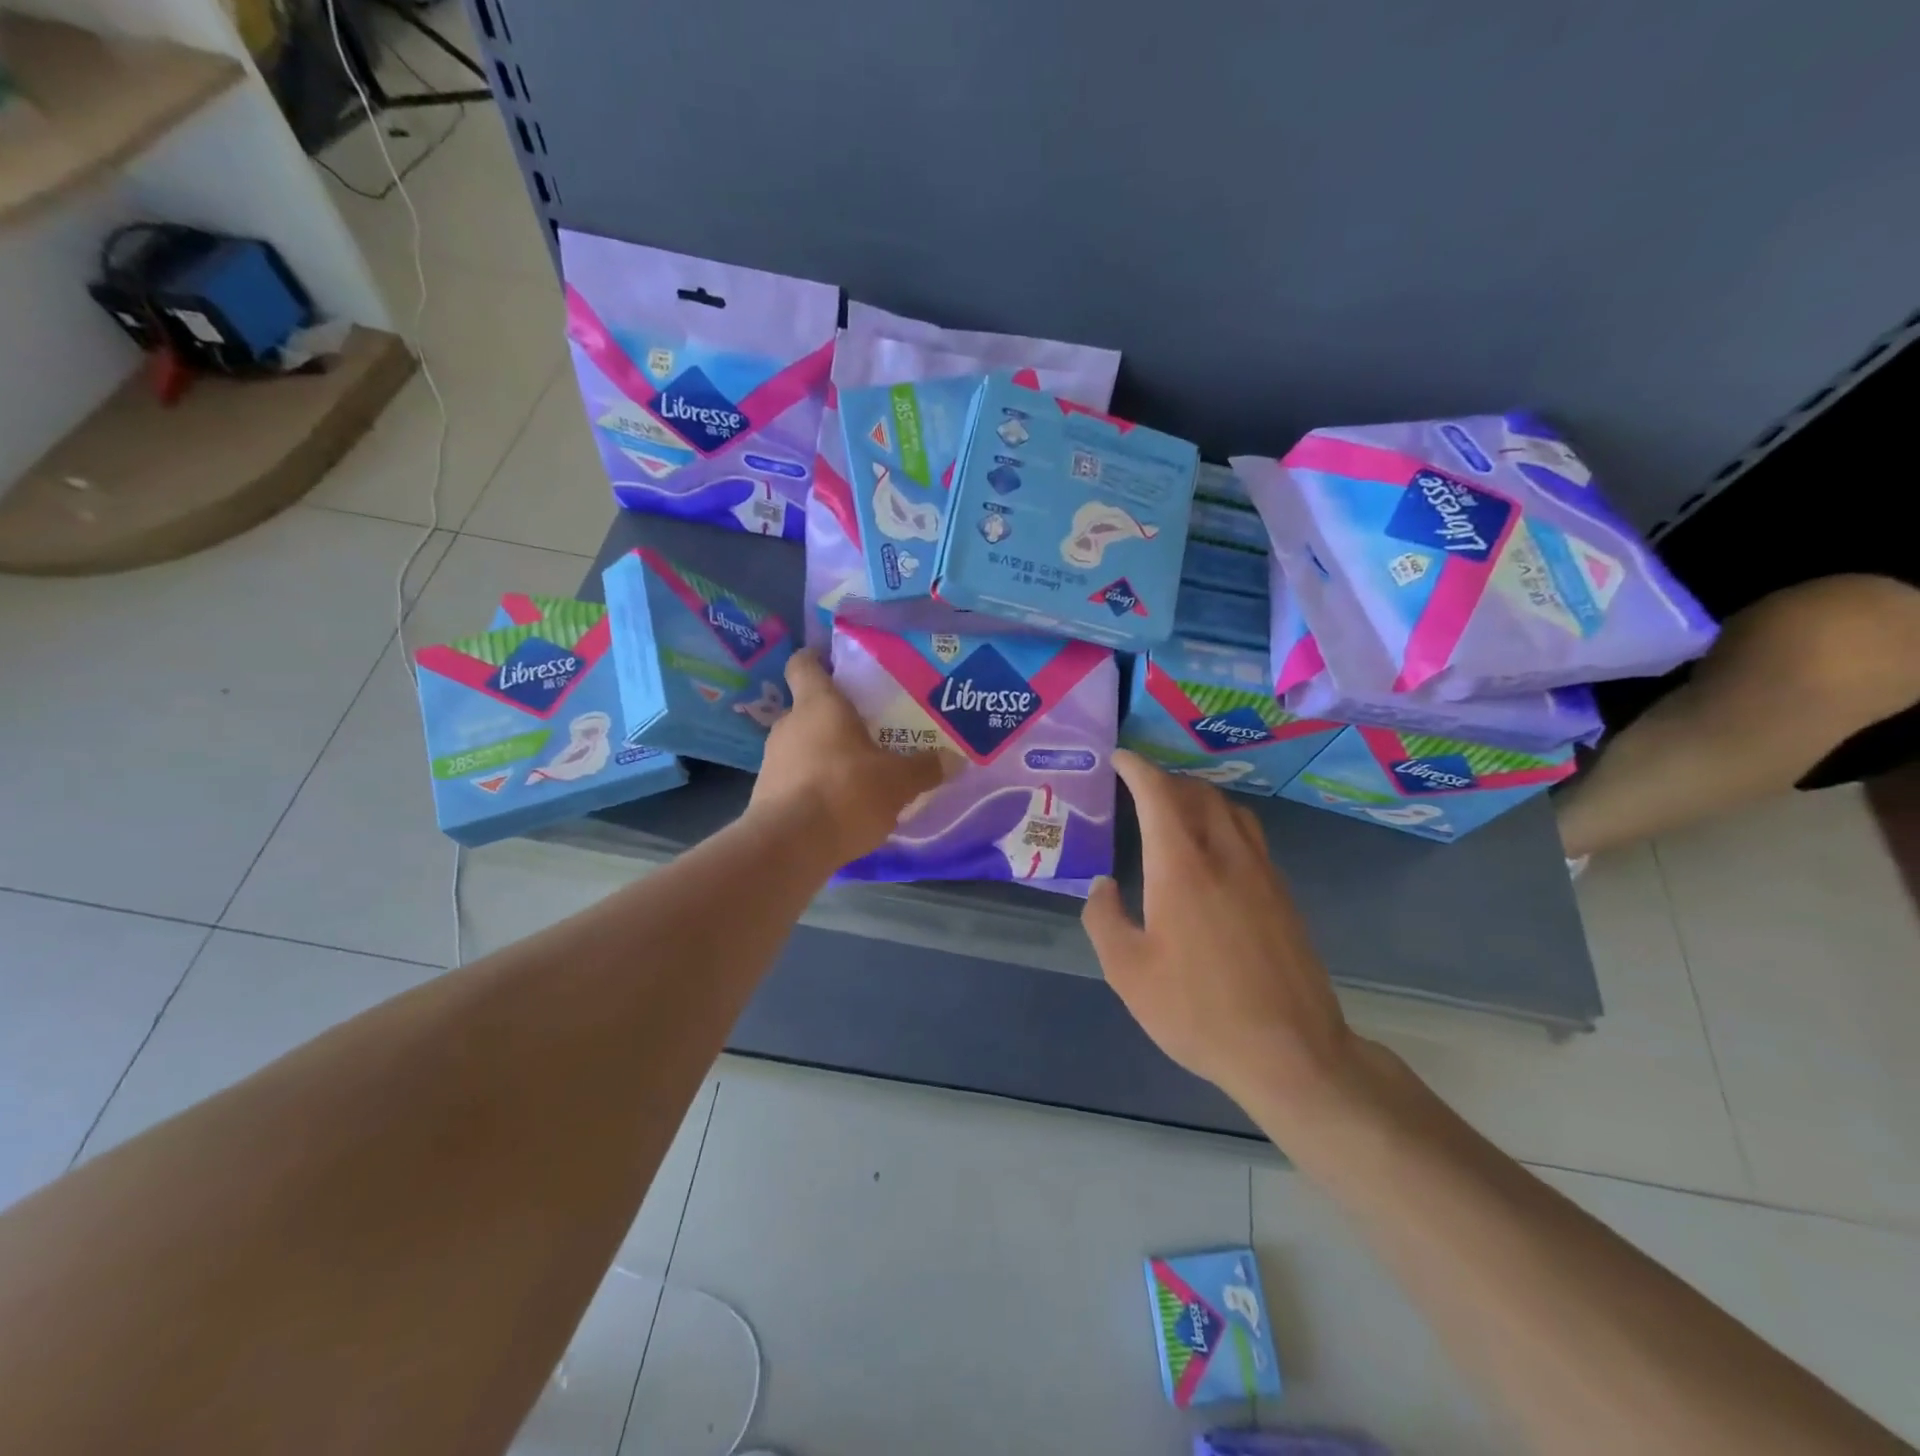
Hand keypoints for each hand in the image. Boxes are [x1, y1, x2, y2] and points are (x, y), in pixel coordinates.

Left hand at [748, 650, 947, 866]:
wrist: (789, 847)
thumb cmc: (845, 793)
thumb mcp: (898, 782)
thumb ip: (925, 768)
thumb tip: (955, 759)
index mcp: (818, 704)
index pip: (805, 664)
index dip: (819, 659)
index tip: (840, 666)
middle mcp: (789, 724)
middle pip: (810, 708)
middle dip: (838, 717)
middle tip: (872, 728)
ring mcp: (772, 759)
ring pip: (804, 744)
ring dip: (827, 752)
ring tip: (860, 769)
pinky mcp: (766, 794)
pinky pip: (797, 776)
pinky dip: (816, 783)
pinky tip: (841, 803)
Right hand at [1084, 750, 1370, 1119]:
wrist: (1290, 1052)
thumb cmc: (1198, 1010)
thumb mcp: (1128, 972)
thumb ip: (1104, 919)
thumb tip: (1103, 885)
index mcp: (1182, 866)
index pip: (1158, 794)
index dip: (1137, 768)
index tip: (1119, 758)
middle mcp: (1225, 855)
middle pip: (1198, 793)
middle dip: (1166, 780)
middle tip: (1140, 787)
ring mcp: (1262, 872)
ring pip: (1231, 810)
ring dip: (1199, 797)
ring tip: (1175, 811)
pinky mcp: (1283, 895)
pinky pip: (1250, 836)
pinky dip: (1223, 823)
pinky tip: (1212, 853)